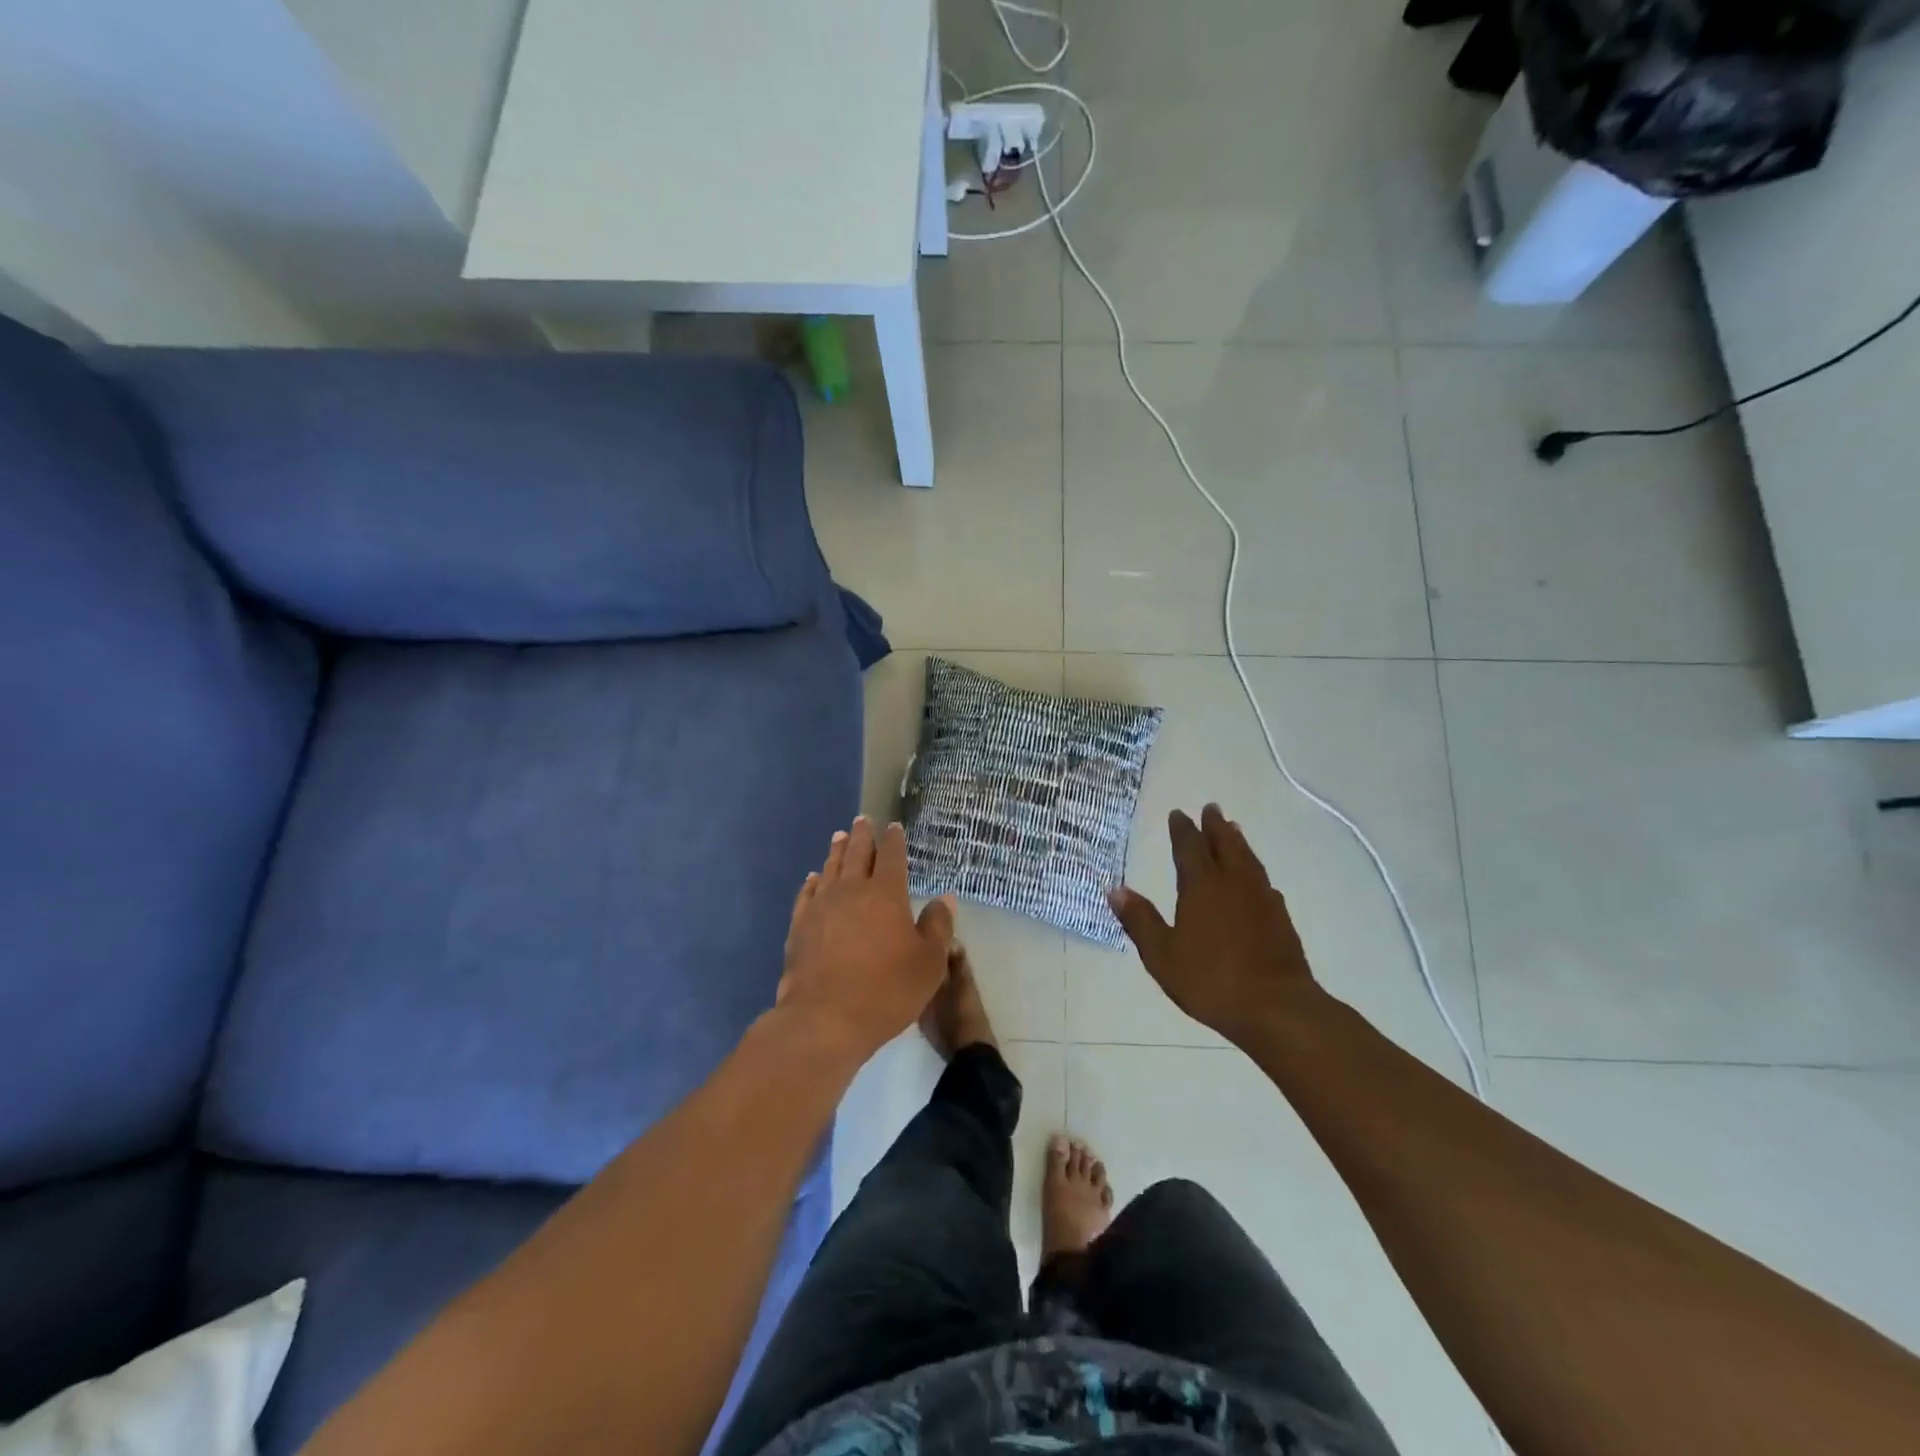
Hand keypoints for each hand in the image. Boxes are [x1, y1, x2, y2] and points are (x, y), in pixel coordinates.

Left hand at [778, 816, 955, 1061]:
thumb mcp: (929, 963)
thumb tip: (946, 898)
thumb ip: (938, 926)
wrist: (825, 1018)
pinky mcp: (800, 925)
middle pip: (856, 853)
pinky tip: (814, 878)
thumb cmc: (886, 990)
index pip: (891, 856)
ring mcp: (821, 906)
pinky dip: (813, 881)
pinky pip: (807, 893)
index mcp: (886, 894)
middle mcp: (852, 890)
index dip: (894, 840)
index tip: (894, 828)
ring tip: (840, 836)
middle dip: (862, 835)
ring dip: (837, 850)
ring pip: (830, 868)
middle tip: (863, 820)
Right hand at [1107, 804, 1317, 1047]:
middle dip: (1215, 826)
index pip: (1189, 848)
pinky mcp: (1280, 919)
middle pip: (1224, 845)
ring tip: (1234, 830)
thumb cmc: (1211, 980)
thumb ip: (1139, 920)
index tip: (1178, 814)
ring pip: (1248, 860)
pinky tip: (1258, 880)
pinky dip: (1256, 872)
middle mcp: (1233, 884)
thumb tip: (1114, 889)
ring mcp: (1261, 900)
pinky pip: (1264, 883)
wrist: (1276, 1007)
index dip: (1182, 830)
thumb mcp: (1162, 955)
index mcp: (1201, 887)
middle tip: (1211, 808)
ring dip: (1238, 842)